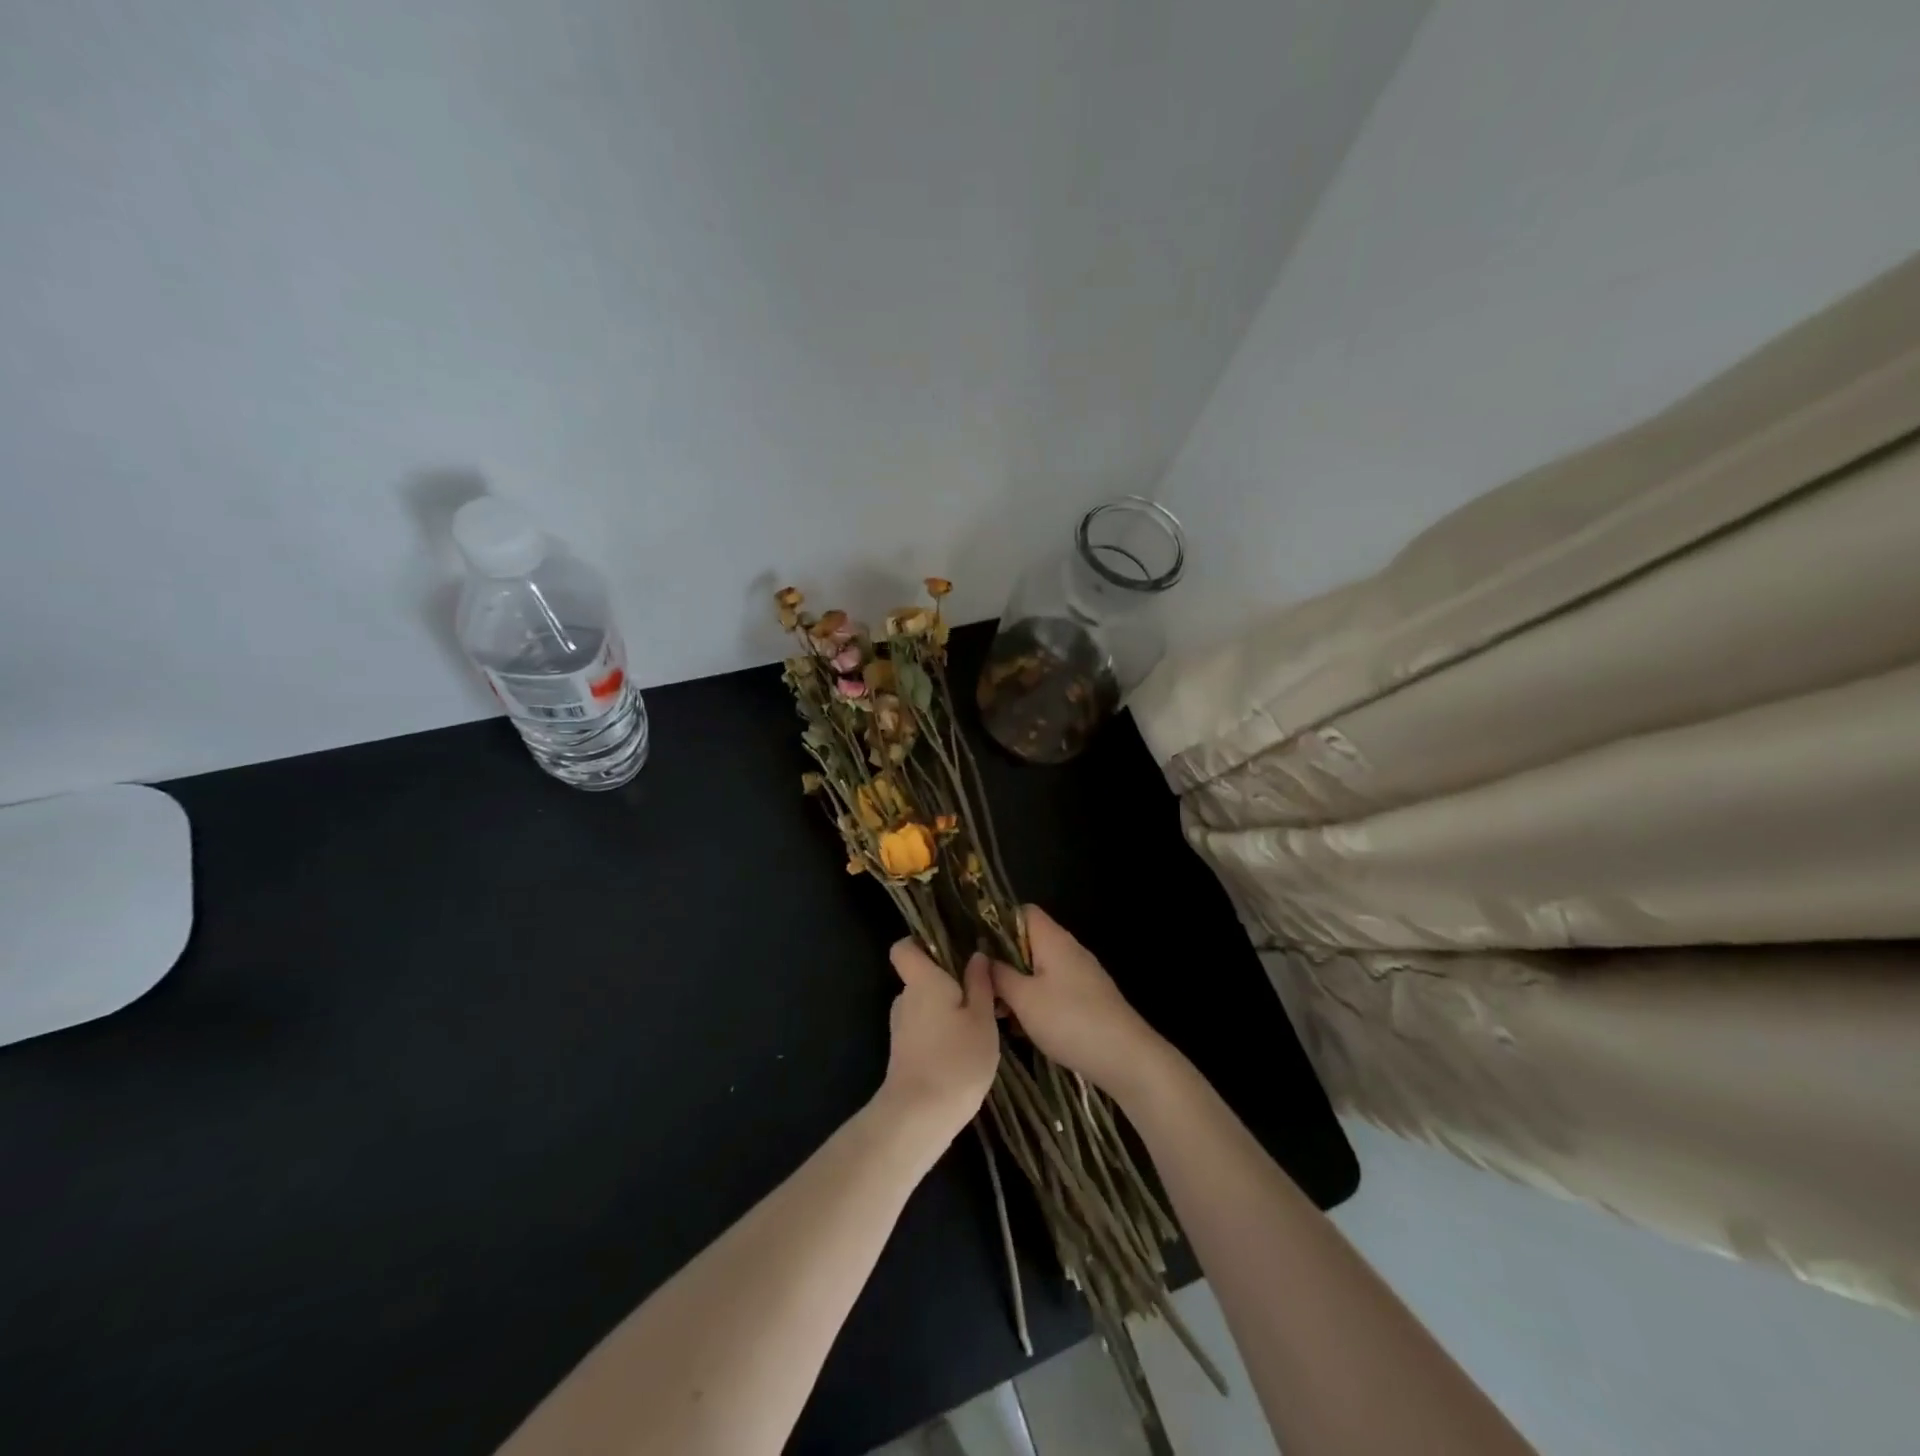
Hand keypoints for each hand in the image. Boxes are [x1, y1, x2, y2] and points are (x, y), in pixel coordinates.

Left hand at [876, 941, 1001, 1142]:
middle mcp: (905, 998)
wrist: (920, 1116)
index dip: (921, 943)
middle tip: (982, 991)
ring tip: (980, 1022)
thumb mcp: (982, 1019)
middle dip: (947, 980)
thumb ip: (980, 984)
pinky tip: (965, 1048)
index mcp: (922, 980)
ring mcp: (901, 1027)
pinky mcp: (903, 1052)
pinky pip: (924, 1027)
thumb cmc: (956, 1059)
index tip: (949, 948)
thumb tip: (976, 955)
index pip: (903, 948)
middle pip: (921, 977)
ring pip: (925, 1004)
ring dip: (947, 1008)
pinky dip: (941, 1031)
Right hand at [989, 906, 1170, 1097]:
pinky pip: (1055, 988)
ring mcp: (1082, 974)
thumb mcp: (1024, 999)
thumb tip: (983, 959)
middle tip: (985, 989)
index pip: (1023, 912)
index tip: (980, 950)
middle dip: (1005, 963)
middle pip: (1029, 942)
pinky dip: (1037, 1001)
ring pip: (1040, 969)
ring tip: (1001, 1014)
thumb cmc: (1069, 1020)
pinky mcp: (1089, 997)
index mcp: (1053, 939)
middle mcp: (1069, 949)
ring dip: (1019, 986)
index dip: (999, 924)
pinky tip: (1026, 1028)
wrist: (1125, 1057)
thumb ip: (999, 975)